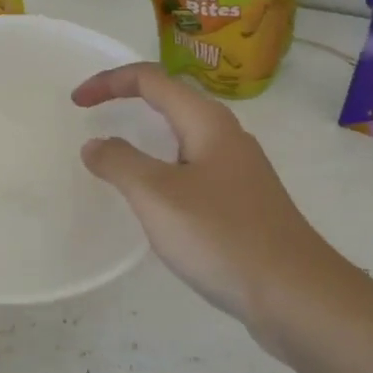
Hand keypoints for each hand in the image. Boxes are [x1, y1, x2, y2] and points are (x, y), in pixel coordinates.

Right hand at [72, 62, 345, 343]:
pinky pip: (194, 168)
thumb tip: (96, 144)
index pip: (152, 79)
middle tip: (93, 117)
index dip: (110, 82)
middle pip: (171, 100)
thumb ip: (120, 163)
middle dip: (129, 100)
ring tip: (118, 157)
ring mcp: (240, 170)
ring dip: (147, 136)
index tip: (76, 102)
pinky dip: (164, 168)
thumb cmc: (222, 236)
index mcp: (207, 122)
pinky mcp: (245, 201)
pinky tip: (158, 200)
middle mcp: (227, 136)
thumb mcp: (158, 196)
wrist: (295, 294)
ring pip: (185, 137)